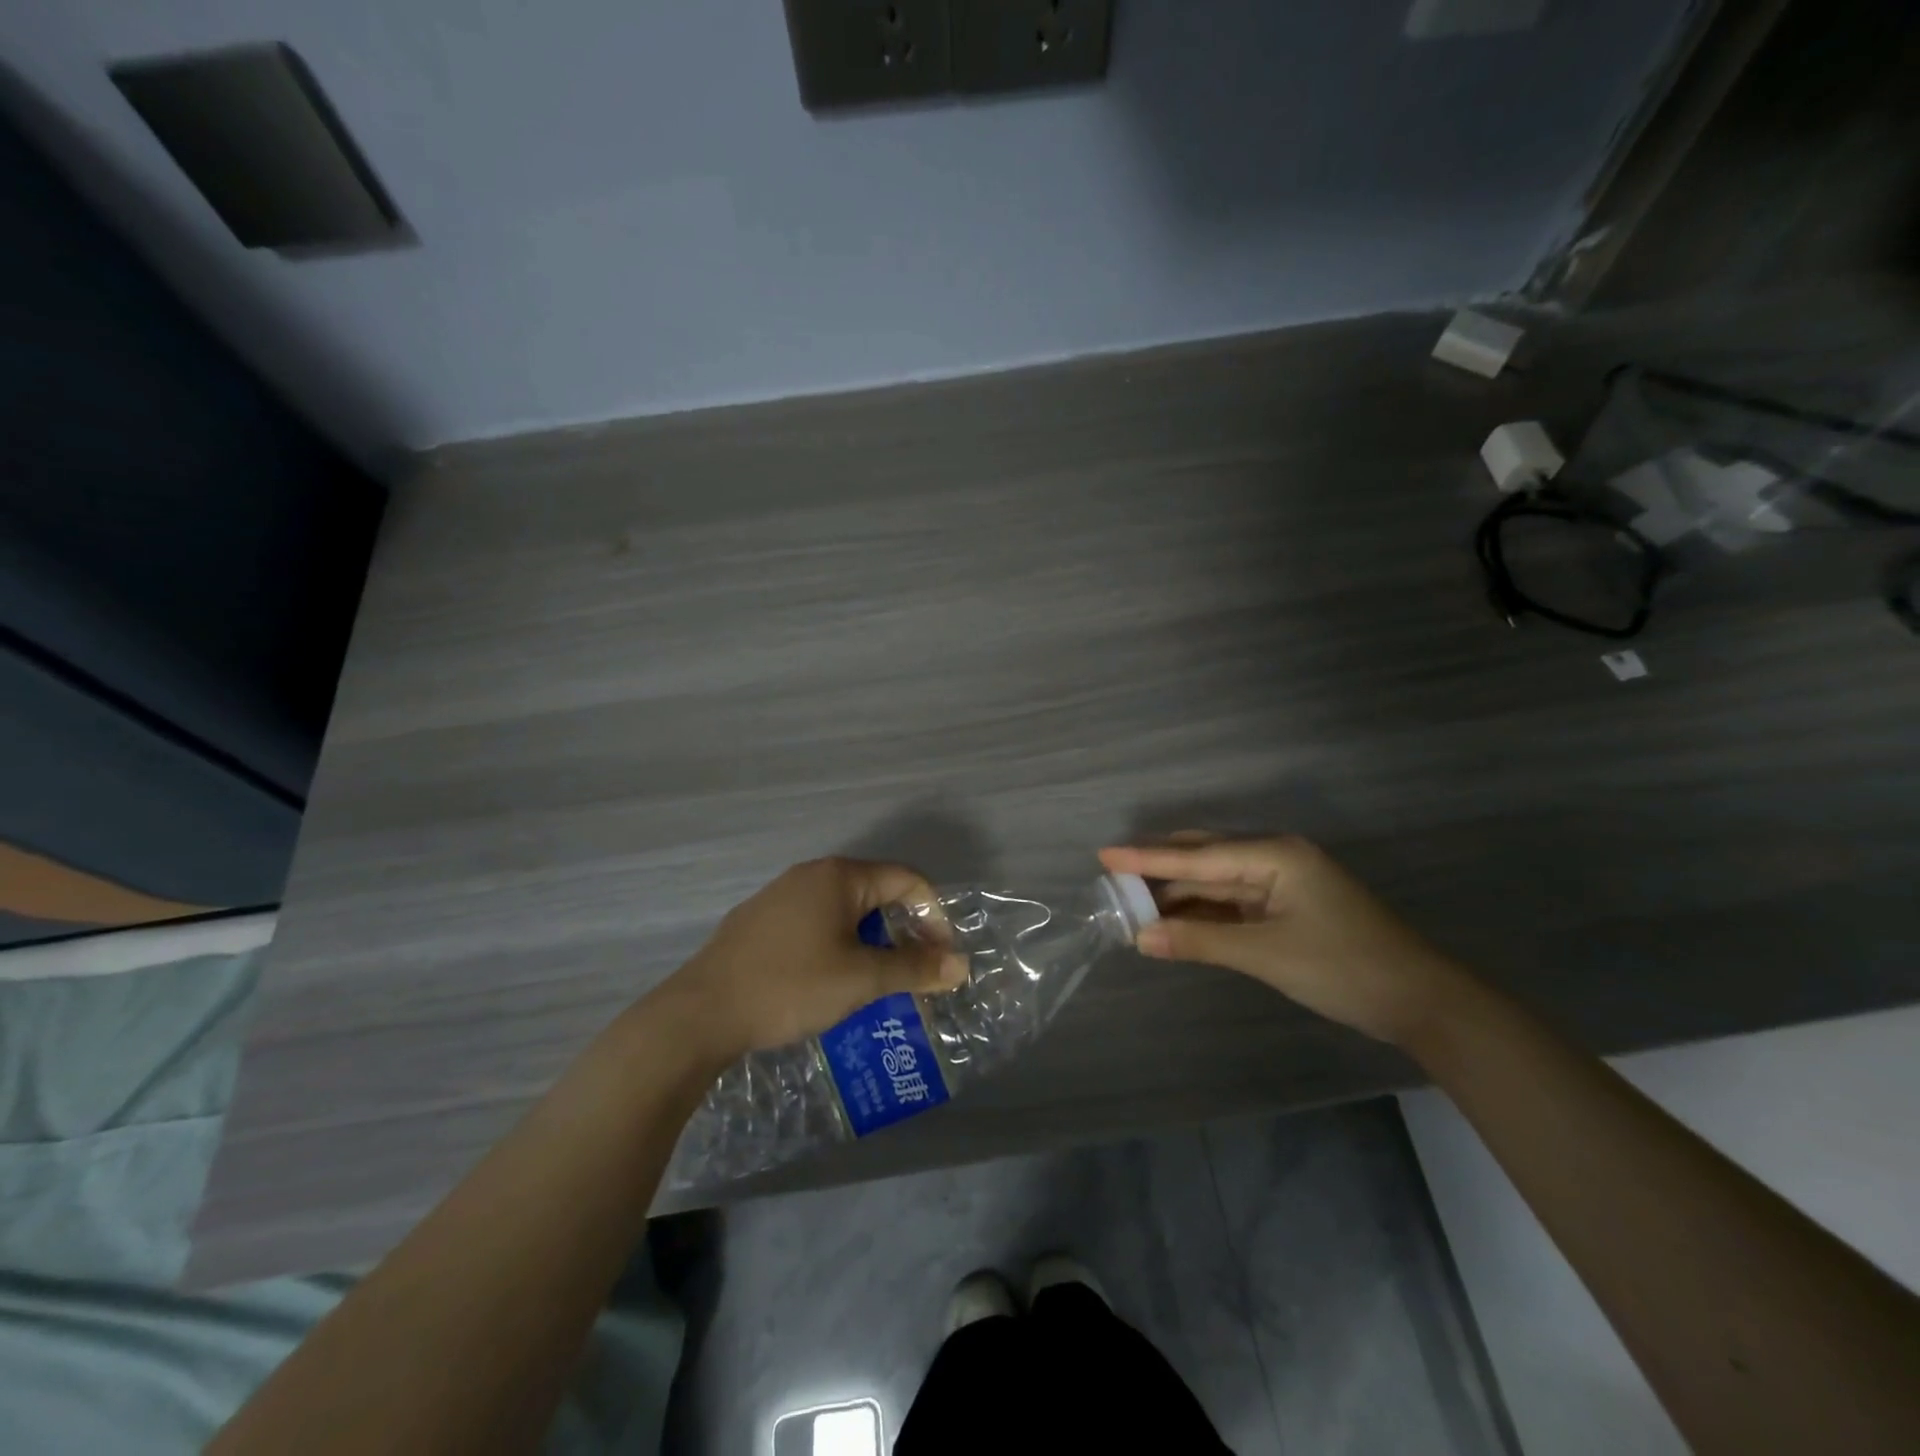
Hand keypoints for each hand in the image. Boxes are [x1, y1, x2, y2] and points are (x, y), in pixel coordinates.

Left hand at [662, 857, 967, 1060]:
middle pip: (875, 893)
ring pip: (844, 911)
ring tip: (876, 982)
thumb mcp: (861, 979)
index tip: (940, 959)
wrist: (700, 1013)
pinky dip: (838, 946)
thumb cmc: (790, 986)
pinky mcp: (759, 922)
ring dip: (871, 942)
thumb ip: (914, 968)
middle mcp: (811, 874)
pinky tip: (829, 982)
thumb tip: (961, 964)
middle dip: (902, 931)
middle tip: (912, 973)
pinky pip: (815, 924)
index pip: (906, 880)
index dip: (933, 916)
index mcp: (839, 876)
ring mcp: (780, 896)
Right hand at [1098, 834, 1465, 1044]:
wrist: (1421, 1002)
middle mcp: (1275, 858)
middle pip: (1204, 859)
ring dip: (1178, 894)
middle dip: (1158, 869)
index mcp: (1275, 855)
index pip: (1197, 856)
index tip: (1104, 855)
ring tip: (1133, 903)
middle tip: (1112, 877)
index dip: (1147, 858)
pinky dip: (1203, 911)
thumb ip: (1199, 941)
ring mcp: (1282, 884)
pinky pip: (1232, 902)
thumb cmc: (1344, 967)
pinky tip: (1174, 920)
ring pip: (1216, 881)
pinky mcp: (1286, 908)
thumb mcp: (1266, 954)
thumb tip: (1139, 938)